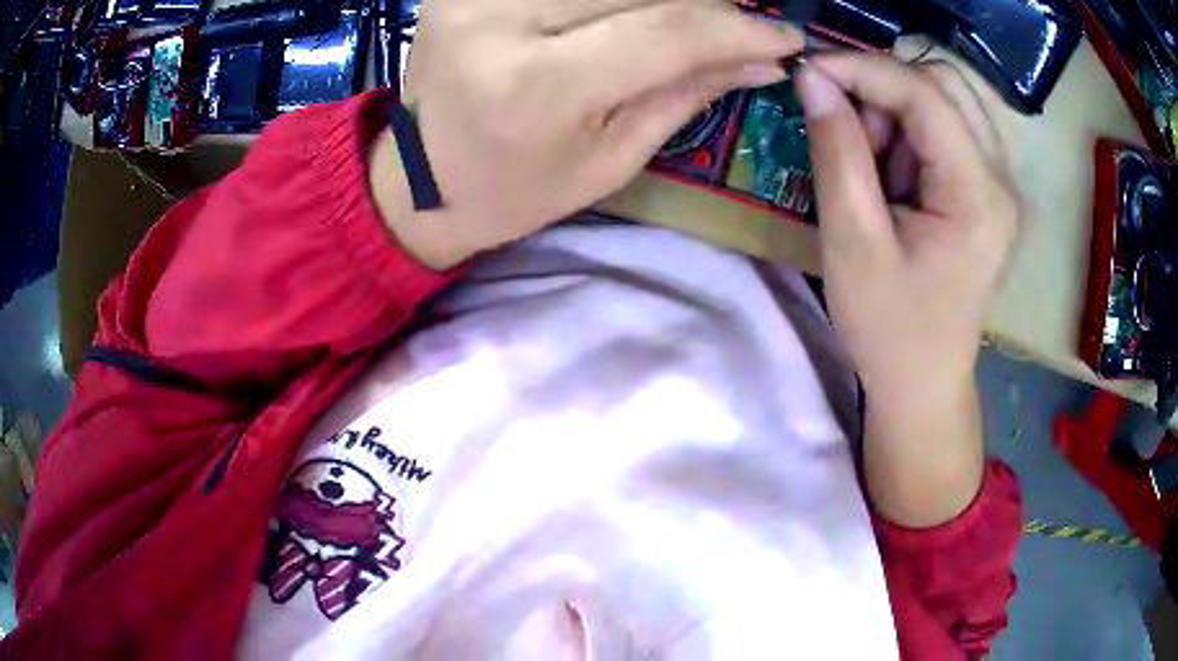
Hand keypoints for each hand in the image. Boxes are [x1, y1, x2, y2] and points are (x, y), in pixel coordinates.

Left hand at [377, 0, 801, 268]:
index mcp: (536, 85)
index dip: (739, 29)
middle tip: (742, 25)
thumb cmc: (514, 190)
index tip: (786, 38)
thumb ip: (686, 92)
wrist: (419, 181)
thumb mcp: (610, 159)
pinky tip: (634, 13)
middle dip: (709, 4)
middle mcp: (500, 19)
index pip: (667, 31)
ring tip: (693, 21)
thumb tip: (763, 57)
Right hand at [797, 53, 1018, 525]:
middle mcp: (1001, 179)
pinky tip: (893, 178)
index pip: (924, 94)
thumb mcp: (852, 242)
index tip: (806, 73)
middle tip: (849, 129)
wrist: (923, 384)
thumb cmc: (888, 328)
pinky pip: (948, 129)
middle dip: (885, 87)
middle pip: (944, 83)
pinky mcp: (987, 192)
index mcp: (977, 196)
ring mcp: (999, 184)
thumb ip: (837, 152)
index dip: (861, 69)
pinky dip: (910, 133)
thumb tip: (813, 80)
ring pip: (946, 100)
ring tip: (872, 166)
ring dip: (897, 110)